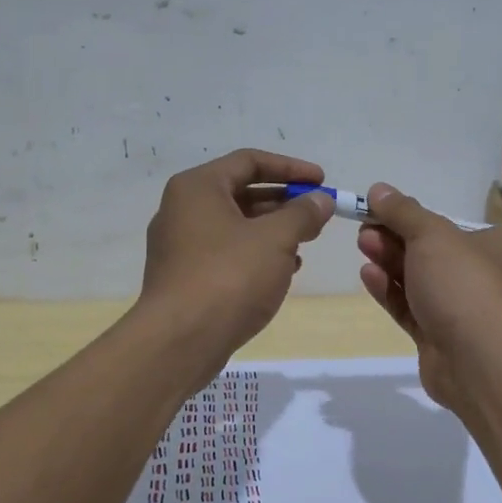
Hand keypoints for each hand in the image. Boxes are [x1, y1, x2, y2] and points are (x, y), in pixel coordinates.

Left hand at [138, 148, 335, 359]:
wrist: (180, 341)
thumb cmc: (229, 276)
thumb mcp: (276, 239)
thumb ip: (303, 214)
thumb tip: (321, 200)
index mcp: (198, 187)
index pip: (249, 161)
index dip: (291, 168)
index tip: (322, 182)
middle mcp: (182, 209)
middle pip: (241, 192)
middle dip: (284, 201)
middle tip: (317, 214)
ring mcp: (179, 245)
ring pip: (235, 225)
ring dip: (273, 229)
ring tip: (307, 241)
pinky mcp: (184, 277)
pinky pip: (226, 252)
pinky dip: (256, 254)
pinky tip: (284, 271)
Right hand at [356, 183, 501, 413]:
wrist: (477, 359)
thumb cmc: (465, 282)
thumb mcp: (432, 234)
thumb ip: (403, 212)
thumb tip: (378, 189)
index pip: (485, 228)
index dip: (444, 219)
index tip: (405, 212)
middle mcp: (491, 277)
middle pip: (441, 251)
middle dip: (402, 237)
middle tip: (369, 226)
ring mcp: (466, 311)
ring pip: (424, 280)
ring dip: (392, 261)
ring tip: (363, 244)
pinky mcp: (441, 338)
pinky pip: (413, 308)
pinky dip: (392, 291)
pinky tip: (368, 274)